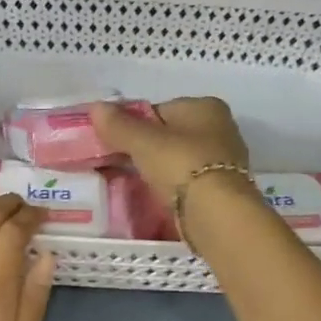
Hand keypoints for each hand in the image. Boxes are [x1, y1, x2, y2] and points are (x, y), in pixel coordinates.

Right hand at [90, 97, 249, 203]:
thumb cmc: (181, 165)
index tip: (116, 144)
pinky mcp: (223, 189)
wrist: (216, 213)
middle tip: (122, 165)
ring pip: (179, 160)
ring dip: (160, 170)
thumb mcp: (143, 142)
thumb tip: (96, 107)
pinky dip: (173, 187)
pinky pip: (188, 182)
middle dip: (147, 149)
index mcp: (205, 106)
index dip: (134, 125)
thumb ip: (119, 125)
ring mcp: (225, 160)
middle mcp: (221, 127)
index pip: (159, 110)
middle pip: (171, 135)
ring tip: (136, 184)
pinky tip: (158, 198)